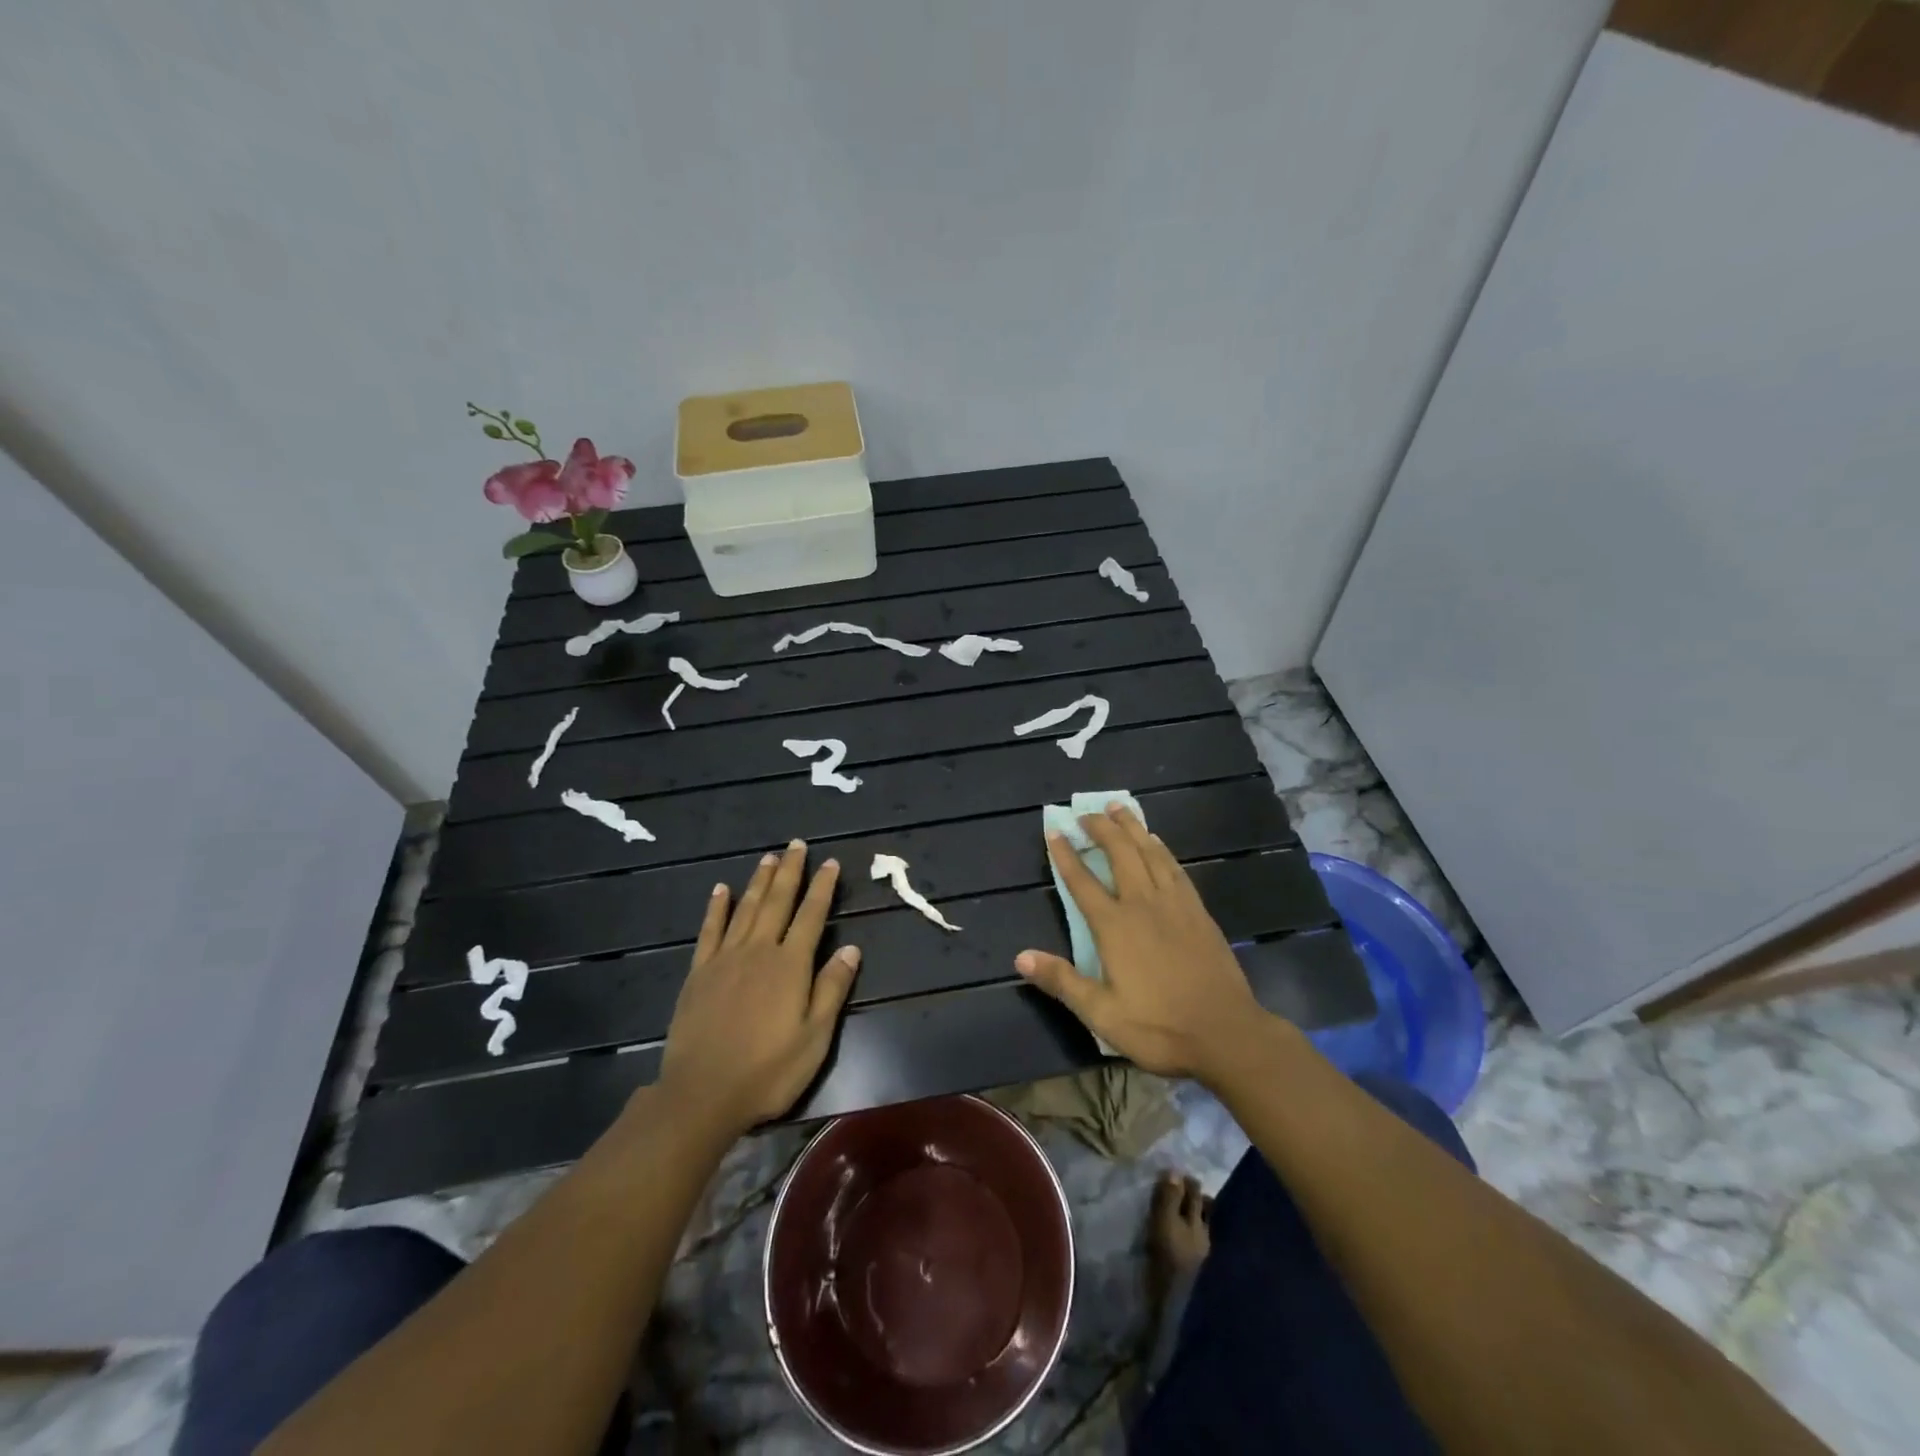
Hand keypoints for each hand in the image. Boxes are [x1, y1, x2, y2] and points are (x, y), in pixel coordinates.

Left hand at [654, 841, 860, 1138]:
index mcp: (790, 965)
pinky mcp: (699, 973)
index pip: (811, 916)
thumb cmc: (768, 1071)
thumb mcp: (814, 1037)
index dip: (822, 888)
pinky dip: (717, 908)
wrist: (702, 1094)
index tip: (829, 862)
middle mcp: (759, 951)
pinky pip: (710, 931)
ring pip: (746, 909)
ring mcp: (725, 959)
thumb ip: (832, 989)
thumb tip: (852, 948)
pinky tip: (722, 890)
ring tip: (769, 857)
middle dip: (790, 872)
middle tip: (796, 845)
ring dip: (759, 881)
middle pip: (777, 902)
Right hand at [1015, 805, 1274, 1081]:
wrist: (1227, 1033)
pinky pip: (1175, 867)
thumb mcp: (1102, 1014)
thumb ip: (1062, 981)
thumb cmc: (1159, 1027)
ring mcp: (1175, 904)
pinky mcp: (1198, 911)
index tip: (1054, 831)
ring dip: (1132, 827)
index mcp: (1115, 926)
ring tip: (1118, 808)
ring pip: (1150, 852)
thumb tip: (1020, 957)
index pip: (1082, 882)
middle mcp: (1143, 904)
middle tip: (1086, 813)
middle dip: (1101, 828)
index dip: (1065, 855)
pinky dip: (1161, 848)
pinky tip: (1157, 841)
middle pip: (1120, 853)